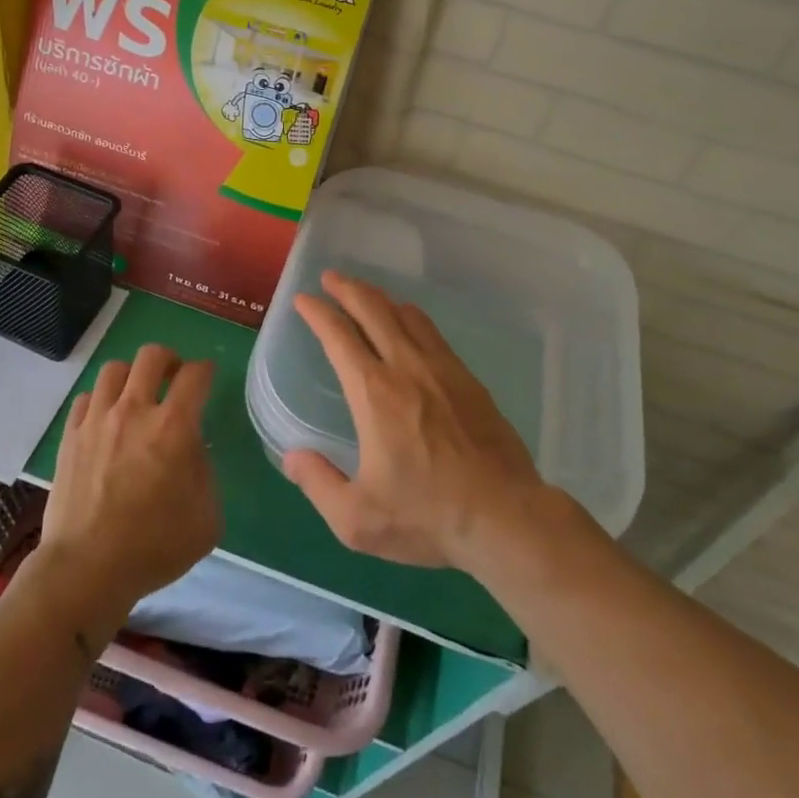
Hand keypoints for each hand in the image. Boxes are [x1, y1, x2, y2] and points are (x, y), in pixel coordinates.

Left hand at [27, 345, 221, 643]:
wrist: (88, 568)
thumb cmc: (155, 547)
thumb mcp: (207, 518)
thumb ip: (205, 473)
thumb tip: (192, 450)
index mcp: (173, 427)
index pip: (195, 375)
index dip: (205, 370)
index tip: (206, 377)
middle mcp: (134, 411)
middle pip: (151, 356)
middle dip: (168, 360)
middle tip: (172, 378)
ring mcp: (97, 420)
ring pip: (114, 369)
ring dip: (131, 376)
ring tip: (136, 395)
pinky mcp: (70, 435)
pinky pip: (85, 398)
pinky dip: (100, 400)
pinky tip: (105, 419)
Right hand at [284, 270, 546, 569]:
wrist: (506, 518)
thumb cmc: (427, 516)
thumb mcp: (358, 520)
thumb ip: (318, 484)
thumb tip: (292, 457)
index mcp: (373, 394)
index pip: (339, 336)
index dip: (318, 313)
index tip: (304, 300)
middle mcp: (406, 368)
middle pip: (374, 310)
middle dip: (347, 289)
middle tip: (330, 277)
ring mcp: (442, 369)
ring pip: (406, 315)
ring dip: (380, 298)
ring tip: (365, 293)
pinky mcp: (468, 380)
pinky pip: (432, 333)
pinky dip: (411, 317)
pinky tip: (409, 323)